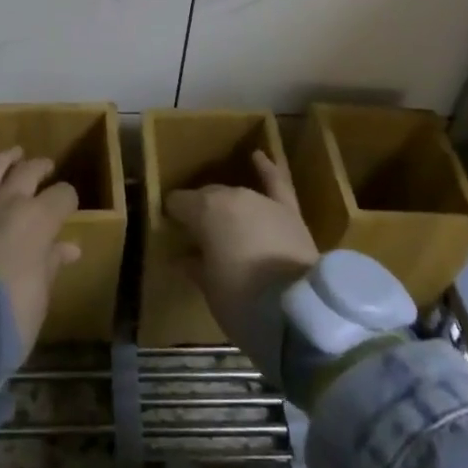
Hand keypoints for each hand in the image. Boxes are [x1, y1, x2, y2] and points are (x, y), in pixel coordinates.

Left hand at [0, 146, 80, 360]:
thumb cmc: (13, 310)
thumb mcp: (42, 290)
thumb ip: (52, 261)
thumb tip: (69, 248)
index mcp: (39, 218)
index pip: (62, 195)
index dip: (69, 200)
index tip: (70, 208)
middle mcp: (9, 202)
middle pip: (28, 171)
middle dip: (40, 167)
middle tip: (46, 168)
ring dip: (5, 158)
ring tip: (13, 154)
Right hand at [164, 150, 319, 368]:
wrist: (298, 311)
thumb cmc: (242, 301)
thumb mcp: (209, 288)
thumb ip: (195, 265)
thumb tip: (183, 257)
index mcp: (205, 210)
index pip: (178, 202)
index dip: (173, 215)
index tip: (169, 228)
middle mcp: (231, 196)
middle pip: (207, 197)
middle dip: (199, 211)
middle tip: (195, 233)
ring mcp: (262, 201)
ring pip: (235, 194)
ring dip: (226, 204)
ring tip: (220, 216)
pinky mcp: (288, 211)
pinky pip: (276, 182)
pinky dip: (267, 168)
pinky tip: (258, 156)